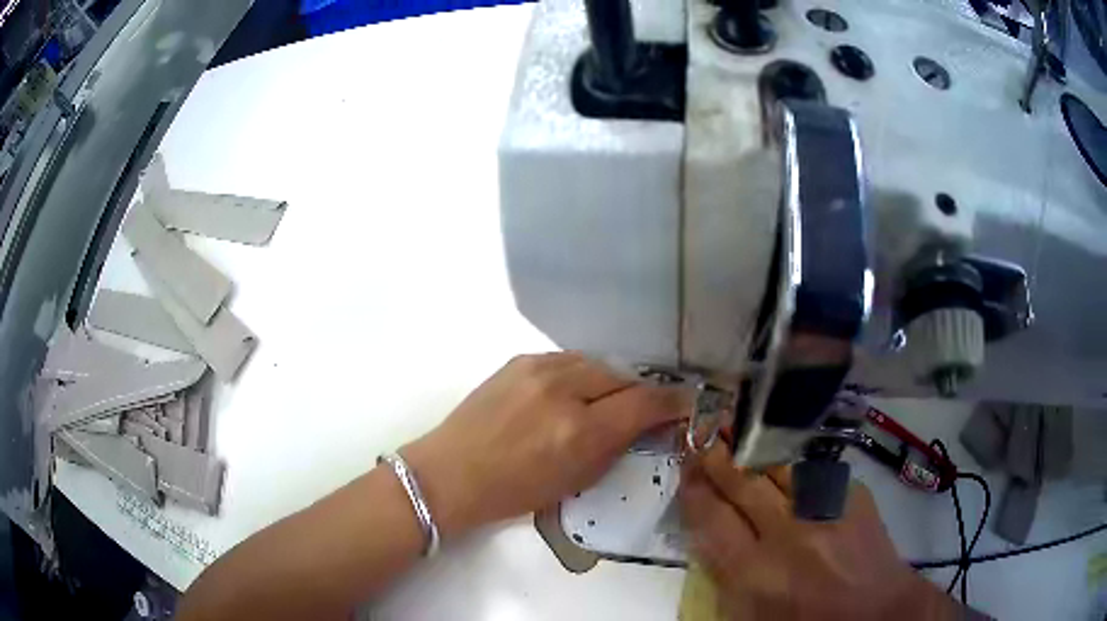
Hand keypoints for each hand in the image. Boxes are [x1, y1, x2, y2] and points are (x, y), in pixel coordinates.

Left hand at [403, 353, 686, 540]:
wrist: (451, 473)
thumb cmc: (513, 492)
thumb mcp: (575, 481)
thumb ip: (615, 448)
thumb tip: (645, 424)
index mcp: (579, 430)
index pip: (644, 403)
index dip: (673, 403)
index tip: (687, 404)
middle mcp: (563, 389)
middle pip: (623, 377)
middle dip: (640, 393)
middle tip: (646, 409)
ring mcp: (538, 368)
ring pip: (596, 363)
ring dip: (610, 382)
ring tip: (606, 402)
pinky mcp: (519, 359)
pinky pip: (568, 361)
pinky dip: (581, 375)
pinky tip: (574, 392)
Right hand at [680, 445, 959, 620]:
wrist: (876, 612)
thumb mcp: (750, 614)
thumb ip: (725, 573)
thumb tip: (710, 532)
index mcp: (753, 573)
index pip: (711, 517)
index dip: (694, 486)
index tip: (685, 463)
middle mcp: (786, 534)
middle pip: (742, 482)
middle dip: (717, 452)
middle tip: (702, 428)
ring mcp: (823, 509)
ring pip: (779, 465)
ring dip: (753, 446)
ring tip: (735, 426)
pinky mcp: (851, 495)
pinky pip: (814, 469)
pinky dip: (792, 461)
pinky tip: (782, 450)